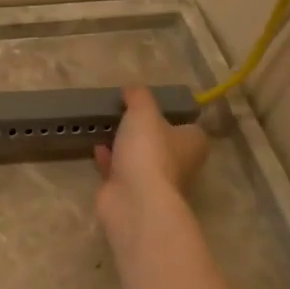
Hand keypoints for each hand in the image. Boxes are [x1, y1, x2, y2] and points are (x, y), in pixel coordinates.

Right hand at [93, 86, 208, 228]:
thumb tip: (132, 88)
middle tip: (124, 114)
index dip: (169, 115)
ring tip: (106, 127)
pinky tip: (97, 147)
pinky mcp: (132, 193)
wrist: (134, 200)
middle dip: (144, 132)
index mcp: (192, 143)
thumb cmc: (148, 151)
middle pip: (162, 143)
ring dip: (124, 145)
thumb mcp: (144, 112)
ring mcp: (155, 181)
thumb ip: (138, 97)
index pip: (186, 126)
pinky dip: (109, 160)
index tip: (148, 106)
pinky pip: (120, 171)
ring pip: (140, 158)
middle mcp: (179, 164)